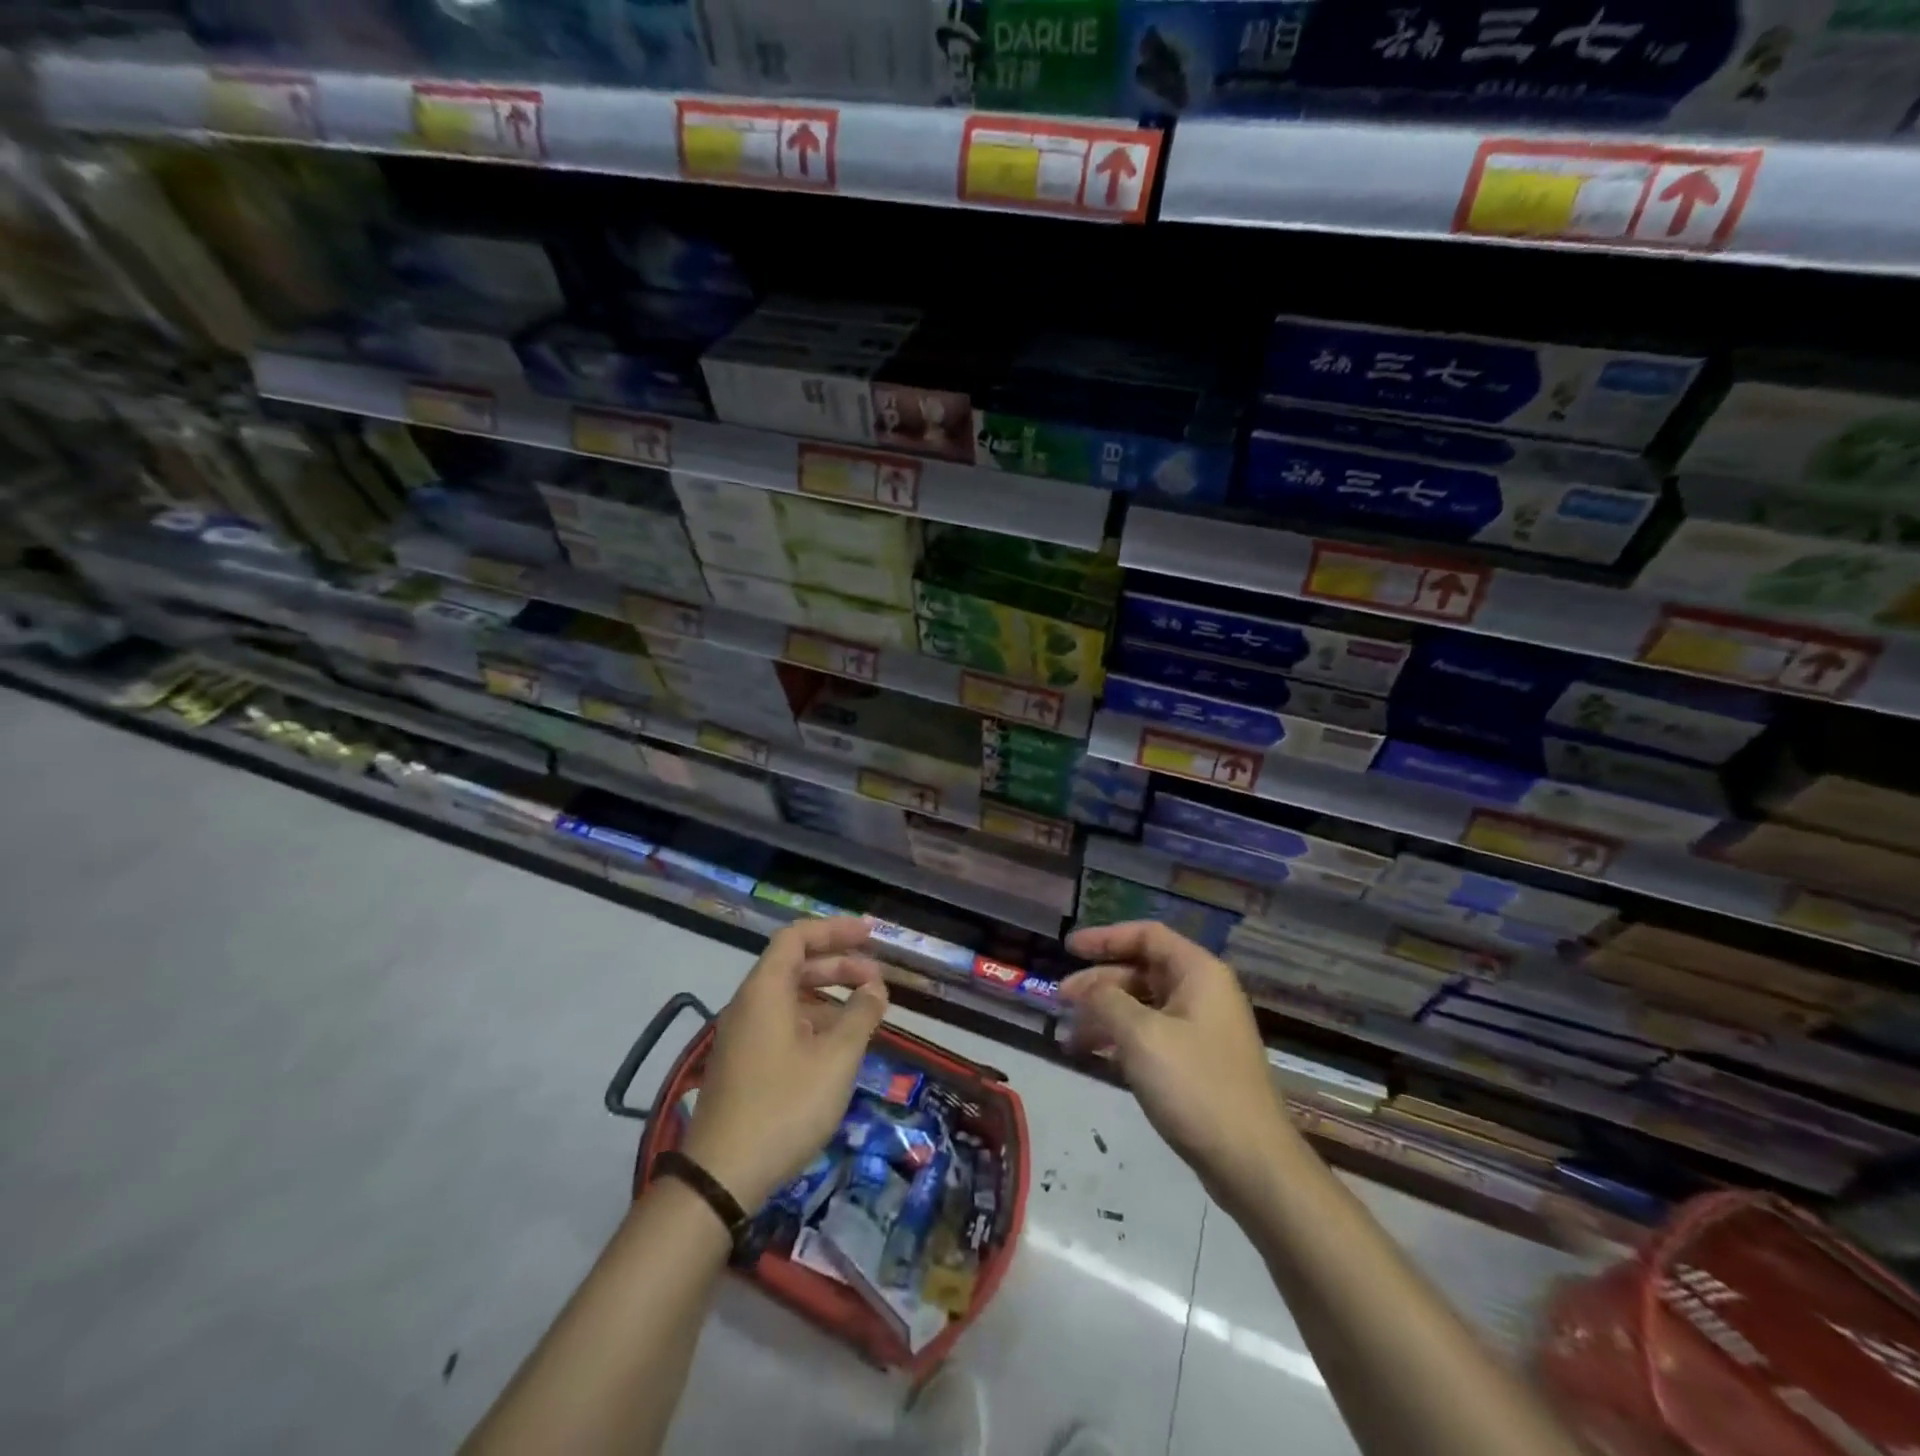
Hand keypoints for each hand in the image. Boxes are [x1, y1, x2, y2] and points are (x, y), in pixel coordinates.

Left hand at [682, 917, 889, 1210]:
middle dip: (840, 964)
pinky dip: (815, 1021)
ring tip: (866, 1012)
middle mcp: (749, 1004)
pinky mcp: (744, 1064)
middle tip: (877, 978)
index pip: (797, 937)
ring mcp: (744, 1036)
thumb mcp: (836, 1059)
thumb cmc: (784, 1107)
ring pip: (791, 997)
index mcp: (765, 990)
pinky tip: (839, 1045)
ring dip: (830, 995)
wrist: (721, 1177)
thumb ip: (860, 1015)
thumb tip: (875, 987)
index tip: (870, 935)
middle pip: (795, 965)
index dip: (835, 930)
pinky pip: (784, 1023)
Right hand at [1060, 921, 1290, 1205]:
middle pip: (1142, 970)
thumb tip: (1087, 988)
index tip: (1069, 949)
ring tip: (1070, 1037)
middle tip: (1060, 999)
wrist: (1251, 1163)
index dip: (1106, 938)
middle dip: (1099, 983)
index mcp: (1198, 973)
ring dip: (1106, 1015)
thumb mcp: (1140, 1035)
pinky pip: (1152, 1036)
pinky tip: (1096, 1057)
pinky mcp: (1198, 1064)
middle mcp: (1203, 993)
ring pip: (1144, 1007)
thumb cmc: (1195, 1086)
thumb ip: (1106, 1001)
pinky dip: (1122, 1040)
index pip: (1147, 935)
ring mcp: (1202, 1030)